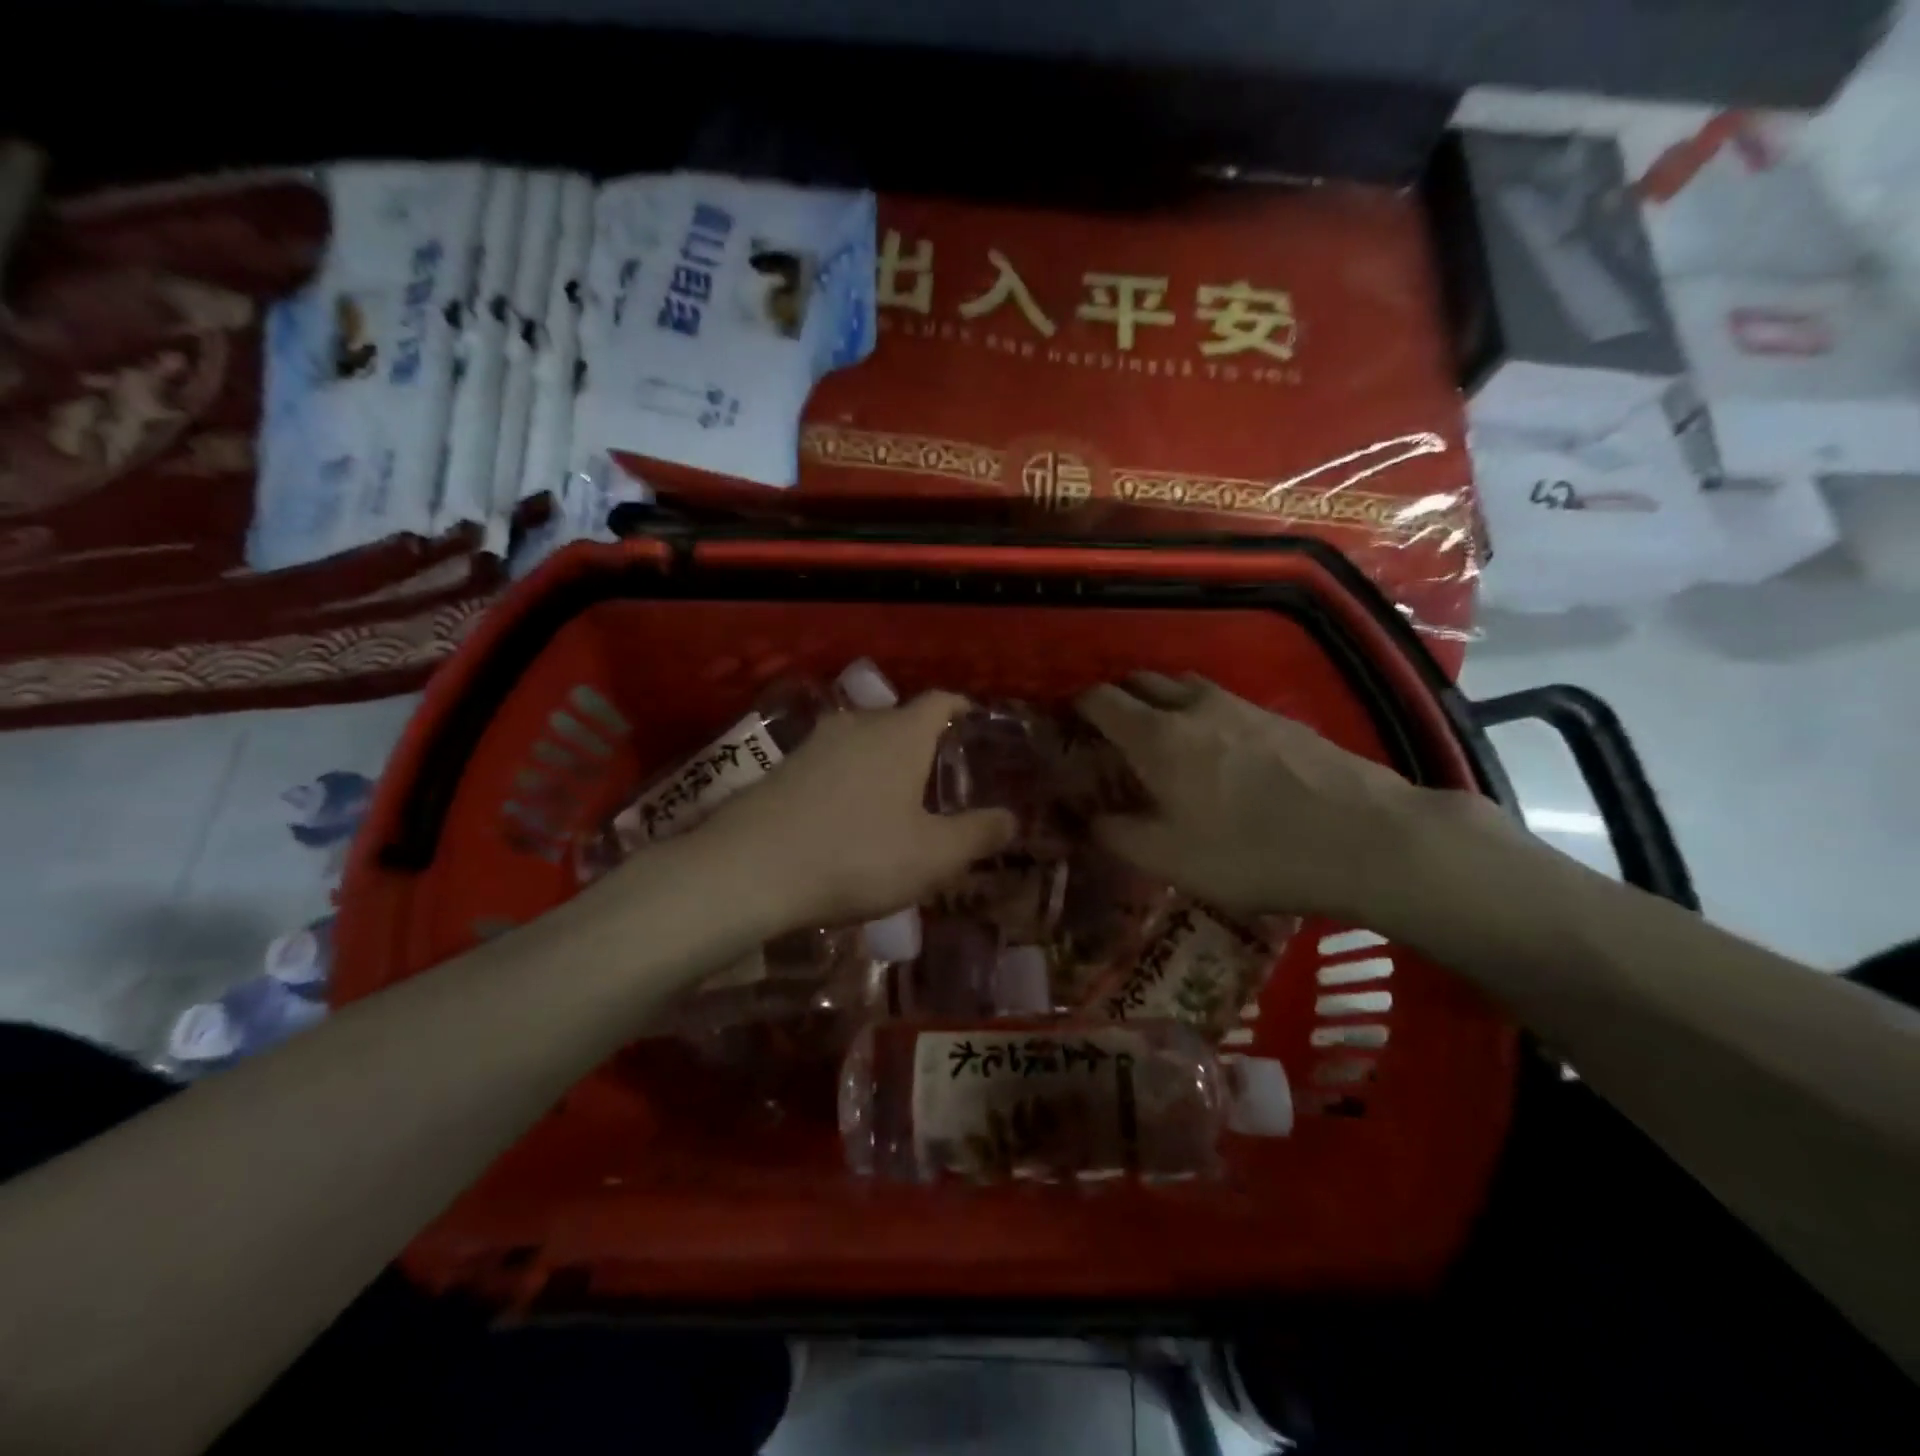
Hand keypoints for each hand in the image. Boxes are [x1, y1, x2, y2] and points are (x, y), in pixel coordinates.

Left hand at [691, 691, 1016, 934]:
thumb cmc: (858, 855)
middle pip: (899, 720)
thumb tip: (1011, 818)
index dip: (960, 708)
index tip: (973, 724)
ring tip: (894, 801)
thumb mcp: (934, 856)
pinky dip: (848, 780)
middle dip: (921, 743)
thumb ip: (978, 834)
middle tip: (938, 778)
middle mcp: (858, 725)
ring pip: (861, 741)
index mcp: (902, 734)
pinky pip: (831, 763)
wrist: (751, 868)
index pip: (940, 700)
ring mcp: (814, 743)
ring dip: (881, 763)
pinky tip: (847, 817)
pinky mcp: (782, 767)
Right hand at [1076, 672, 1499, 924]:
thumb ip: (1118, 835)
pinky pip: (1221, 702)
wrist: (1364, 837)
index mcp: (1156, 735)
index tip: (1066, 725)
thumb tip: (1087, 819)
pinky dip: (1201, 714)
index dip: (1076, 707)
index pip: (1100, 699)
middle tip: (1110, 734)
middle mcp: (1192, 706)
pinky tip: (1218, 752)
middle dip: (1118, 698)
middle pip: (1141, 681)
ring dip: (1162, 701)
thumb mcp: (1169, 858)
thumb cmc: (1251, 851)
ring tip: (1162, 737)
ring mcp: (1240, 705)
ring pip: (1184, 686)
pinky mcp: (1278, 717)